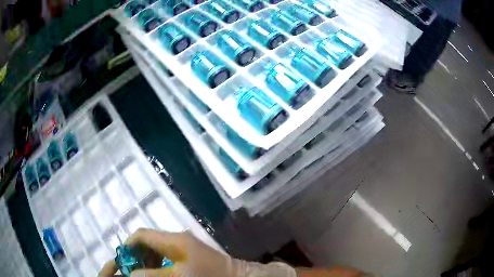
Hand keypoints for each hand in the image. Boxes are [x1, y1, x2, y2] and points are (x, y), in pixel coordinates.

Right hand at [99, 228, 233, 276]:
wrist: (236, 276)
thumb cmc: (208, 276)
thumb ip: (153, 275)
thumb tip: (131, 273)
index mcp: (172, 240)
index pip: (142, 235)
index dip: (129, 246)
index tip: (123, 260)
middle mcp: (176, 238)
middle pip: (148, 241)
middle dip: (136, 254)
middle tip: (132, 269)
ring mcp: (183, 245)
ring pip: (156, 248)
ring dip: (146, 259)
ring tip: (142, 272)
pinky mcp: (189, 252)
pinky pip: (166, 254)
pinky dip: (157, 262)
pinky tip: (157, 272)